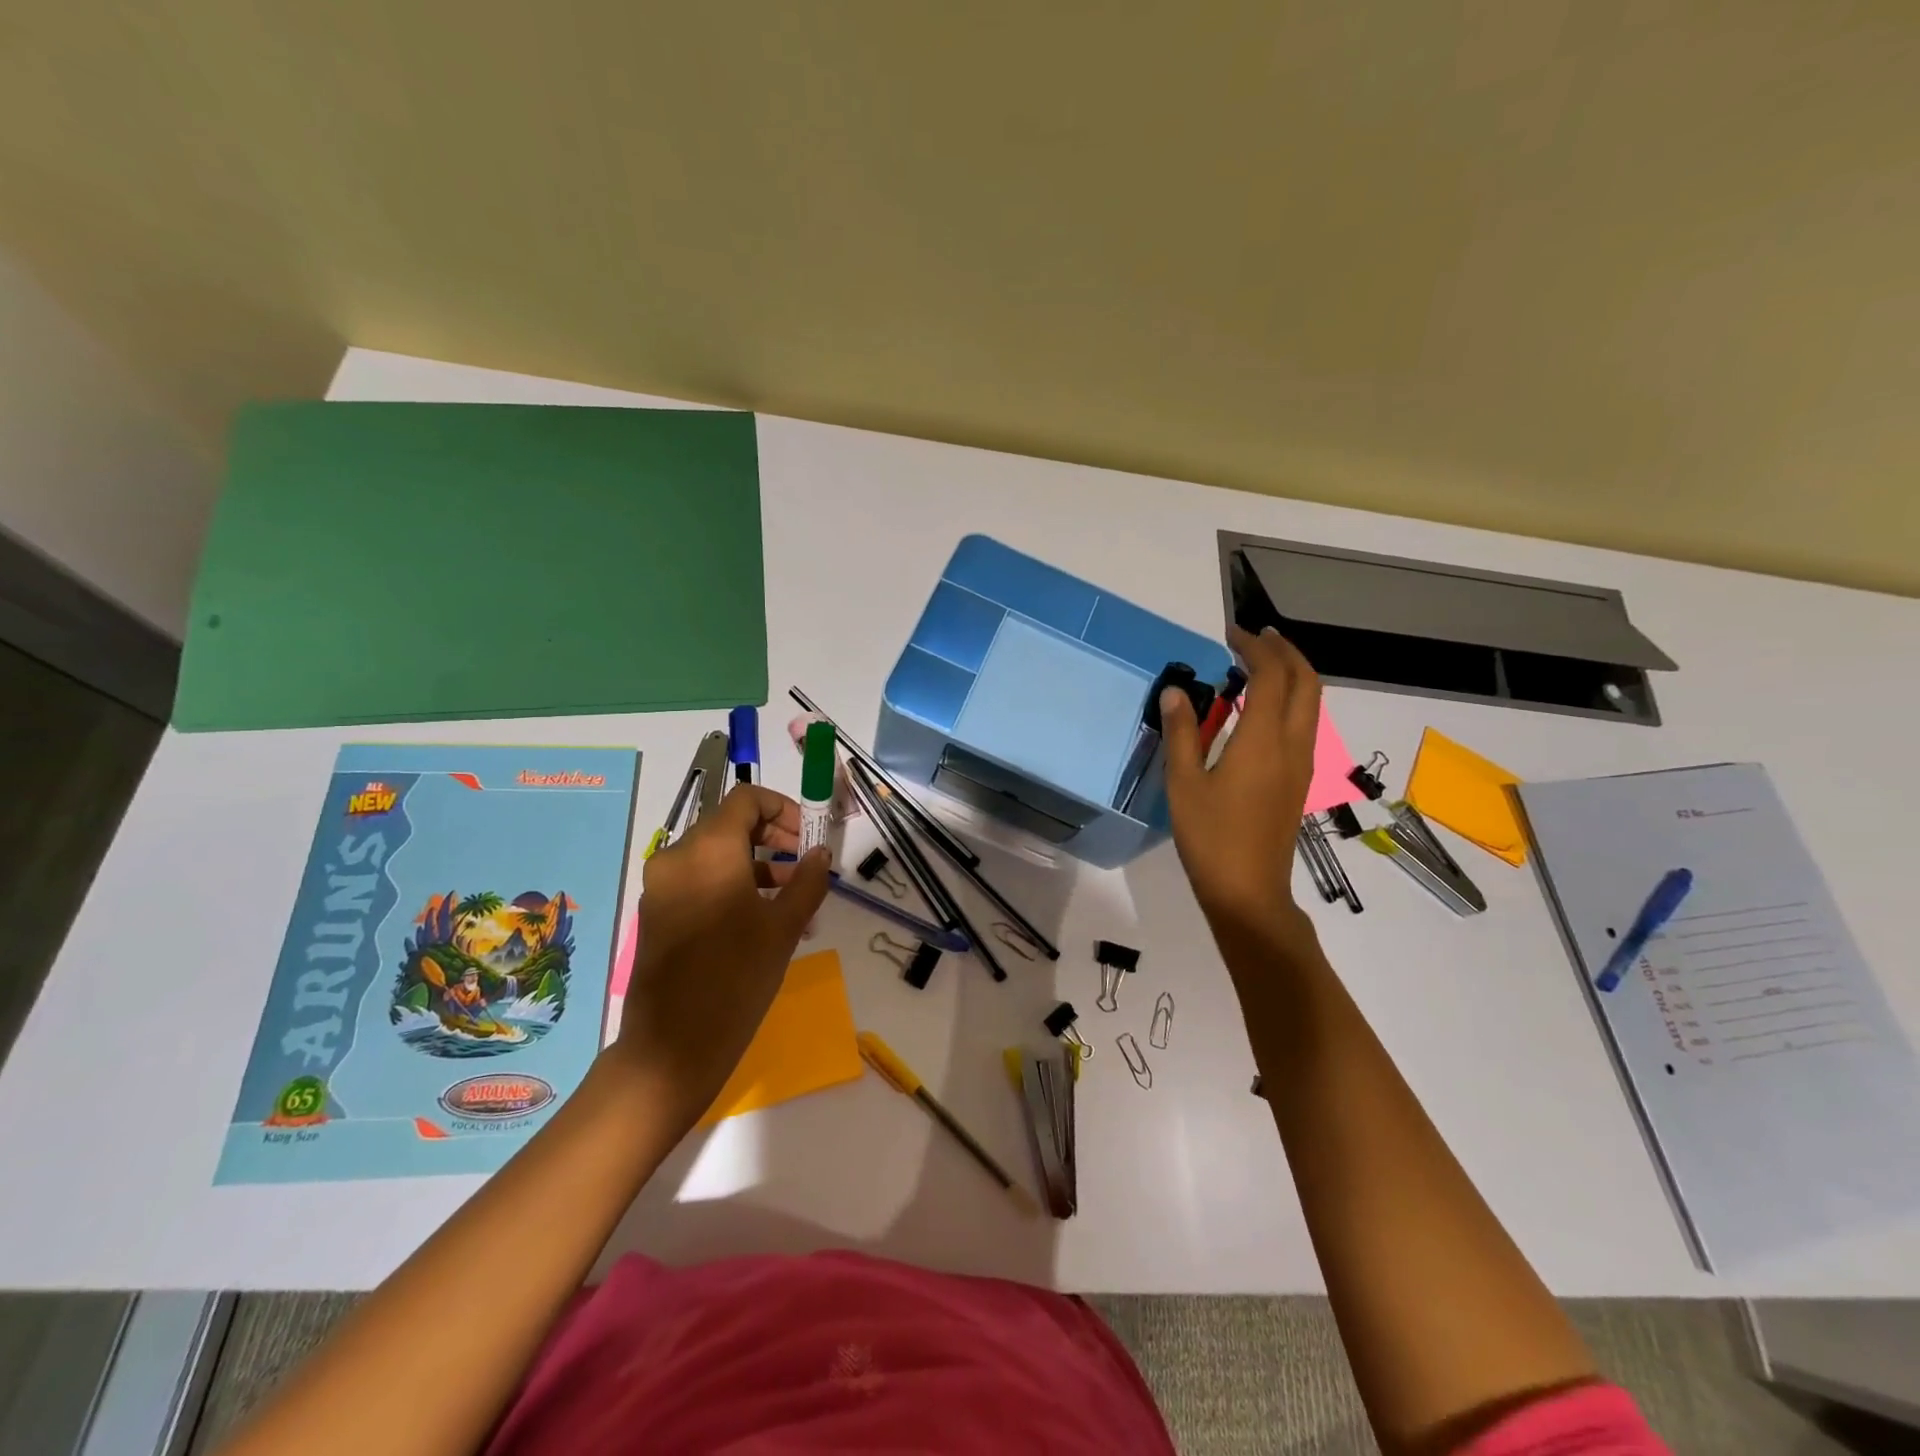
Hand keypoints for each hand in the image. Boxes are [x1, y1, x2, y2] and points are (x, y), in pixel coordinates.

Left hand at [609, 784, 830, 1133]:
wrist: (673, 1047)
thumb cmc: (737, 978)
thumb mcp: (783, 927)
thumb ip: (807, 881)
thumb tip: (819, 854)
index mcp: (708, 849)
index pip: (746, 799)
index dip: (783, 808)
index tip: (807, 837)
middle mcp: (677, 856)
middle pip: (729, 824)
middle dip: (772, 837)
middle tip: (803, 866)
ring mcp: (661, 885)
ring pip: (715, 854)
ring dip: (755, 863)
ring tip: (791, 899)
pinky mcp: (656, 912)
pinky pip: (699, 880)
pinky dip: (731, 884)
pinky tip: (761, 919)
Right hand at [1161, 625, 1321, 943]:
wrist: (1248, 891)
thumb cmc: (1210, 837)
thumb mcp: (1184, 783)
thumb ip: (1181, 732)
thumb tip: (1176, 691)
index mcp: (1262, 740)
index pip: (1271, 675)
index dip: (1255, 647)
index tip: (1230, 634)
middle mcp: (1292, 744)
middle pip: (1306, 682)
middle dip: (1284, 651)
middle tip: (1254, 638)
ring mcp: (1302, 764)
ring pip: (1311, 703)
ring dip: (1292, 674)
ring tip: (1260, 664)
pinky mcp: (1299, 780)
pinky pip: (1305, 724)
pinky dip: (1291, 700)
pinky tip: (1262, 709)